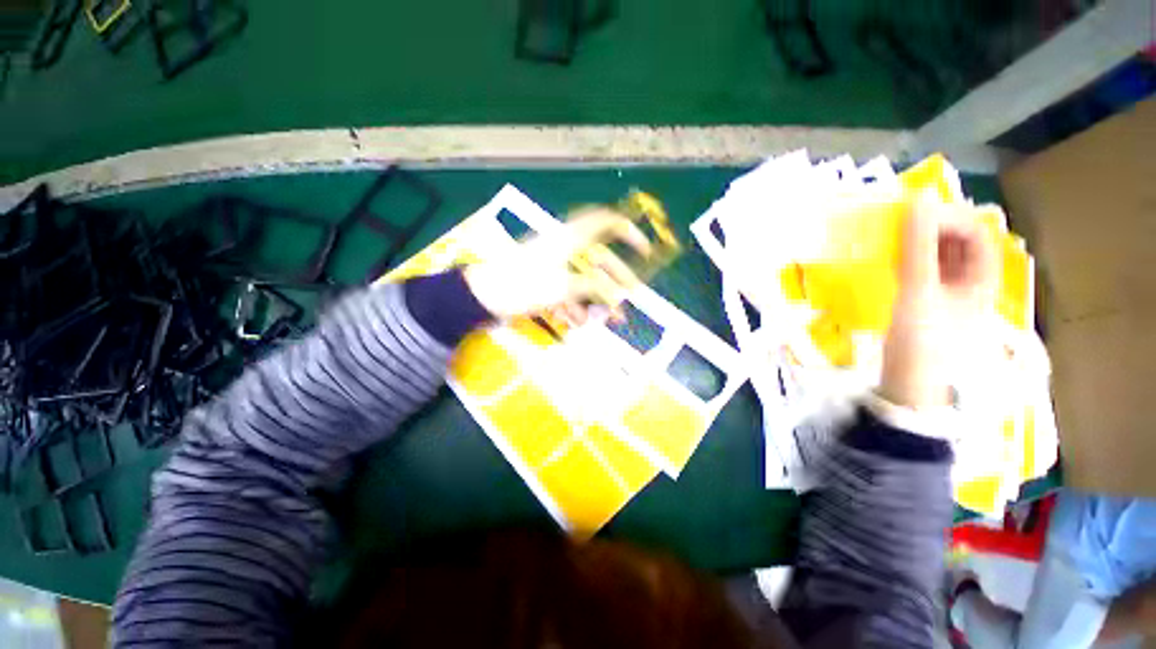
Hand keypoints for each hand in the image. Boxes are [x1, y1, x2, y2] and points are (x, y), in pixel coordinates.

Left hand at [464, 209, 651, 323]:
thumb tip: (618, 294)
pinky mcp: (544, 280)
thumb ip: (594, 287)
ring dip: (592, 299)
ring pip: (583, 279)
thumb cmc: (522, 285)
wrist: (481, 297)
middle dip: (614, 282)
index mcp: (570, 239)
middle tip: (629, 299)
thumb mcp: (564, 286)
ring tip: (601, 320)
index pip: (605, 223)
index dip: (627, 232)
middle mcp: (564, 248)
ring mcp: (553, 265)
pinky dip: (572, 304)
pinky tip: (572, 321)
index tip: (644, 249)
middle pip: (598, 261)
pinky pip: (566, 290)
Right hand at [880, 192, 999, 408]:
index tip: (913, 215)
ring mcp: (947, 291)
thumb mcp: (919, 290)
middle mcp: (970, 280)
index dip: (949, 218)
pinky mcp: (925, 300)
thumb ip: (919, 246)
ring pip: (938, 254)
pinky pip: (921, 268)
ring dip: (918, 241)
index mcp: (983, 277)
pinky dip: (908, 257)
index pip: (976, 232)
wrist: (907, 382)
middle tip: (898, 223)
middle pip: (958, 241)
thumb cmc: (922, 339)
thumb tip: (919, 200)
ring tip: (891, 236)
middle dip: (932, 227)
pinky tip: (889, 256)